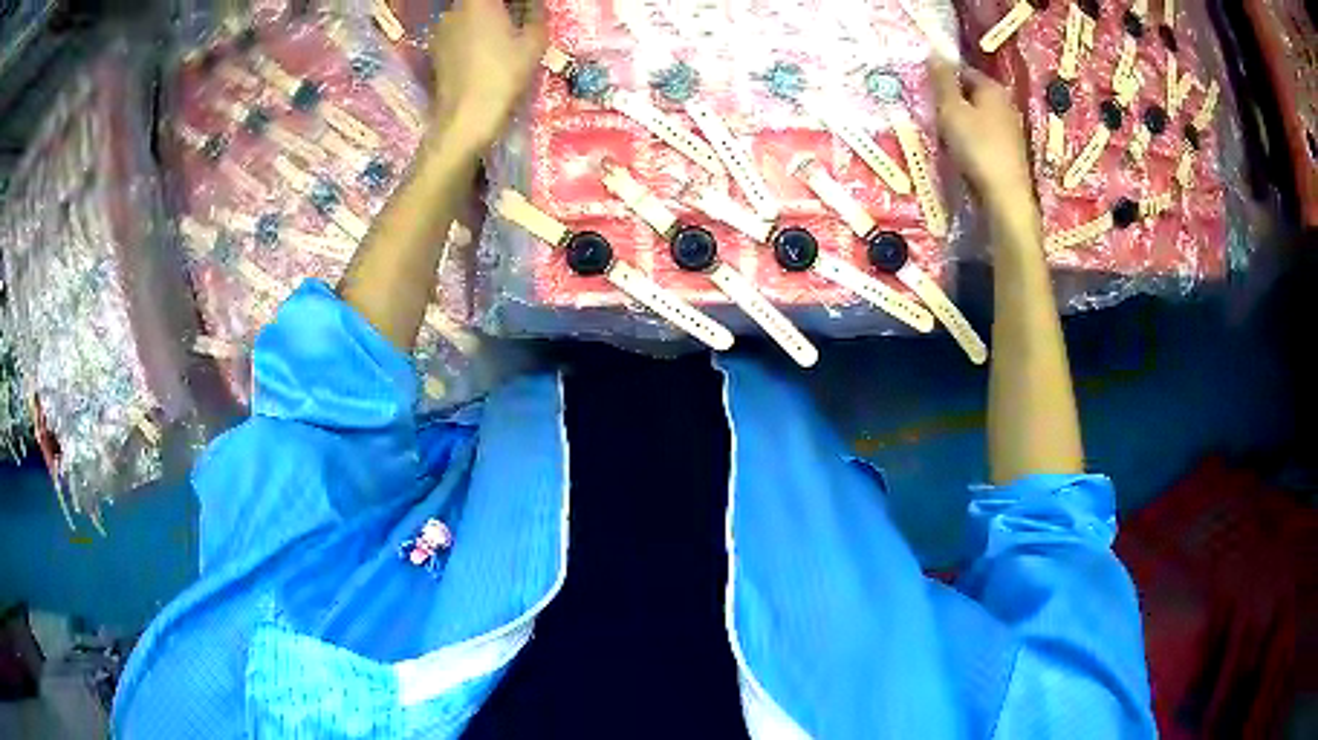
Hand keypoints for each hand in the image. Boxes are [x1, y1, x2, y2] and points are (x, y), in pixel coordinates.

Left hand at [431, 0, 546, 149]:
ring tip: (505, 34)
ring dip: (486, 19)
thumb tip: (533, 5)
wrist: (466, 116)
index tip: (528, 9)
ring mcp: (440, 30)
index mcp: (478, 1)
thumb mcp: (534, 42)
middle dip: (502, 7)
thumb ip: (536, 14)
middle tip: (520, 18)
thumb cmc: (503, 74)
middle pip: (479, 2)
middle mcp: (454, 10)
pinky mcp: (435, 49)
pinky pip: (458, 31)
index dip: (517, 2)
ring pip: (467, 14)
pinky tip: (486, 50)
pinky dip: (473, 33)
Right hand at [928, 60, 1033, 214]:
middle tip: (931, 112)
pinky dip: (971, 139)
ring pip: (977, 115)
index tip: (925, 89)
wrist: (1005, 196)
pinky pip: (984, 135)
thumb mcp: (951, 110)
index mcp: (992, 87)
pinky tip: (961, 152)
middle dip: (951, 100)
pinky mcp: (1010, 151)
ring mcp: (1010, 128)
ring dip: (960, 121)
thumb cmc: (977, 147)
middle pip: (971, 94)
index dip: (941, 77)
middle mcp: (1005, 103)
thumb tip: (935, 53)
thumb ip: (942, 81)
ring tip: (943, 134)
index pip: (962, 70)